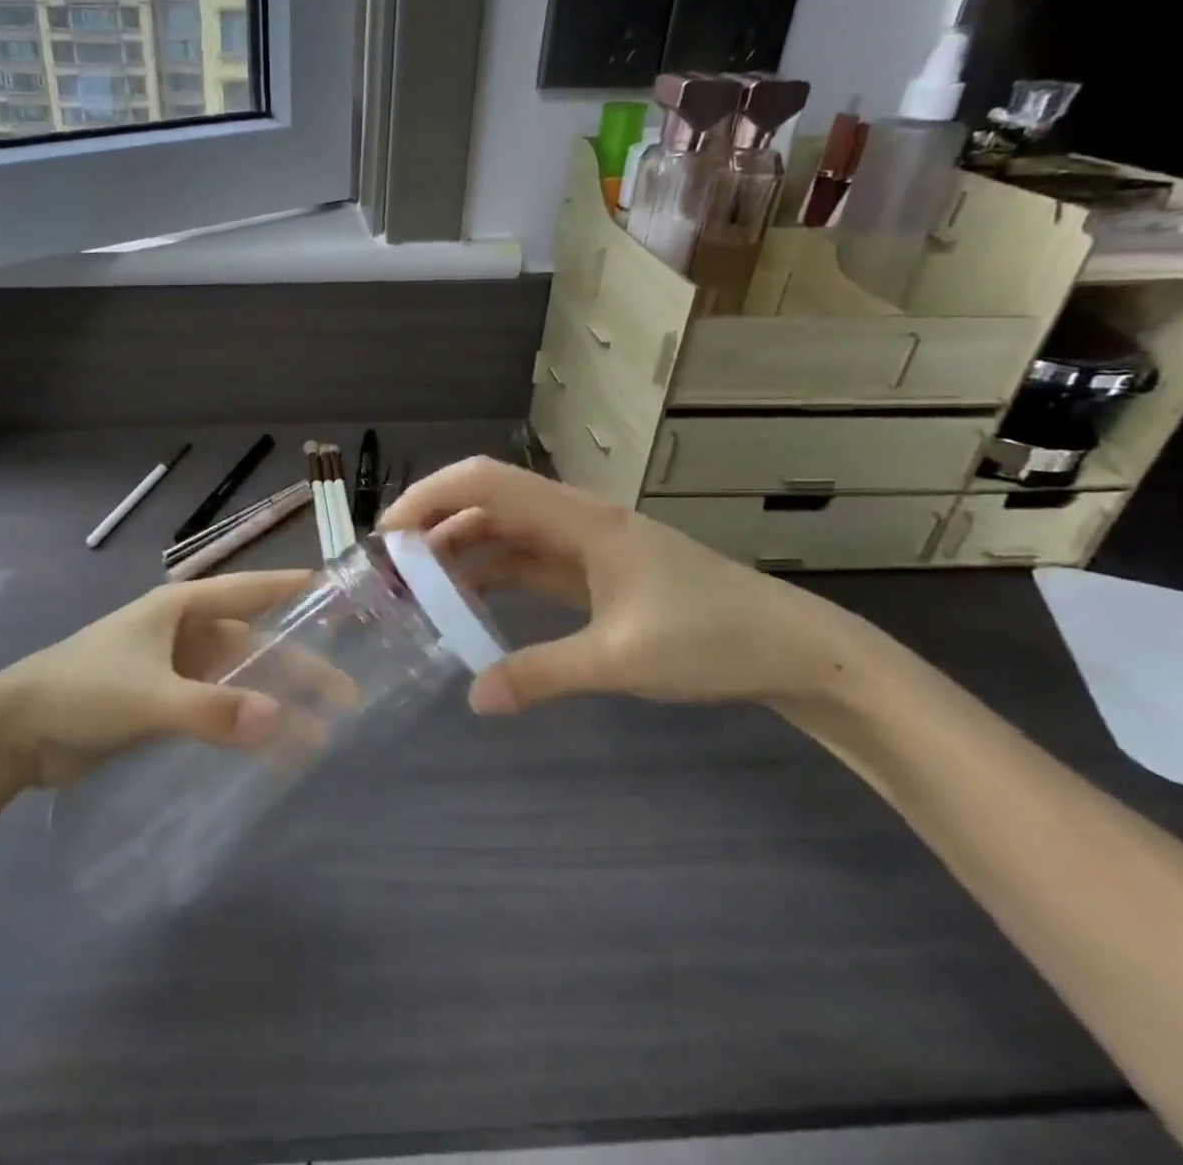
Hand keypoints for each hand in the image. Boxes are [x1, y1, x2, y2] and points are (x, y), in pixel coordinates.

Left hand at [0, 570, 340, 786]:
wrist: (14, 732)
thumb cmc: (83, 691)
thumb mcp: (150, 696)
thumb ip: (213, 711)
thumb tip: (282, 721)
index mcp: (181, 608)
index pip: (250, 589)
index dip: (293, 591)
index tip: (340, 596)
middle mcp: (183, 632)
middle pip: (252, 645)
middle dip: (297, 668)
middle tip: (346, 697)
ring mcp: (172, 669)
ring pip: (237, 681)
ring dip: (272, 703)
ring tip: (317, 737)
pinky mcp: (161, 704)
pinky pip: (215, 709)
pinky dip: (242, 724)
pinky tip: (268, 749)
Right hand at [379, 458, 857, 715]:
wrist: (792, 647)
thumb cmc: (712, 637)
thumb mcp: (621, 659)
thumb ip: (542, 674)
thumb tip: (474, 699)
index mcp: (579, 519)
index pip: (486, 482)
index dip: (430, 497)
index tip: (390, 535)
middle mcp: (574, 519)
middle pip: (487, 500)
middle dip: (434, 524)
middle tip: (392, 567)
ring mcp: (584, 544)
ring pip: (504, 530)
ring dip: (460, 549)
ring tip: (419, 585)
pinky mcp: (593, 570)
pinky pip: (526, 559)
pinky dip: (491, 572)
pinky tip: (470, 602)